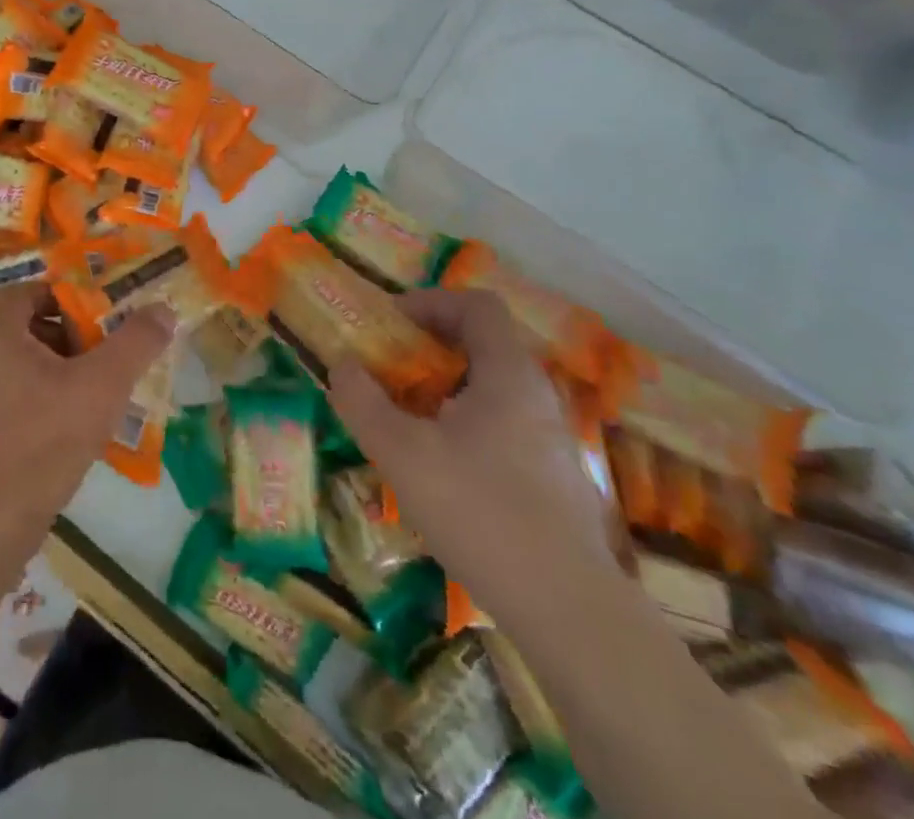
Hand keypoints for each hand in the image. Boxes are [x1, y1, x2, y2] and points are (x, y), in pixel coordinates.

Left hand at [0, 285, 172, 526]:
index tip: (104, 310)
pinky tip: (84, 421)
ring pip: (32, 363)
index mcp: (0, 333)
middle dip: (76, 332)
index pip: (31, 290)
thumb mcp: (102, 383)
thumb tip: (163, 309)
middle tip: (112, 347)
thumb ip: (135, 342)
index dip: (69, 294)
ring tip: (106, 385)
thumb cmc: (45, 436)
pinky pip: (25, 394)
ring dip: (69, 367)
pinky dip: (55, 395)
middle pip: (34, 325)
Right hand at [328, 288, 618, 619]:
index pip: (477, 305)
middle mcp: (538, 395)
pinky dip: (466, 422)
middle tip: (389, 368)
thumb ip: (362, 401)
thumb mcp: (401, 453)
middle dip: (430, 346)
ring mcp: (553, 439)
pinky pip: (504, 424)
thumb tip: (342, 365)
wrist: (570, 612)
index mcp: (509, 374)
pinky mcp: (556, 478)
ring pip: (493, 388)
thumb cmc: (480, 512)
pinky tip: (441, 466)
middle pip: (484, 344)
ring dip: (445, 387)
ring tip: (407, 417)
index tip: (390, 323)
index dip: (430, 302)